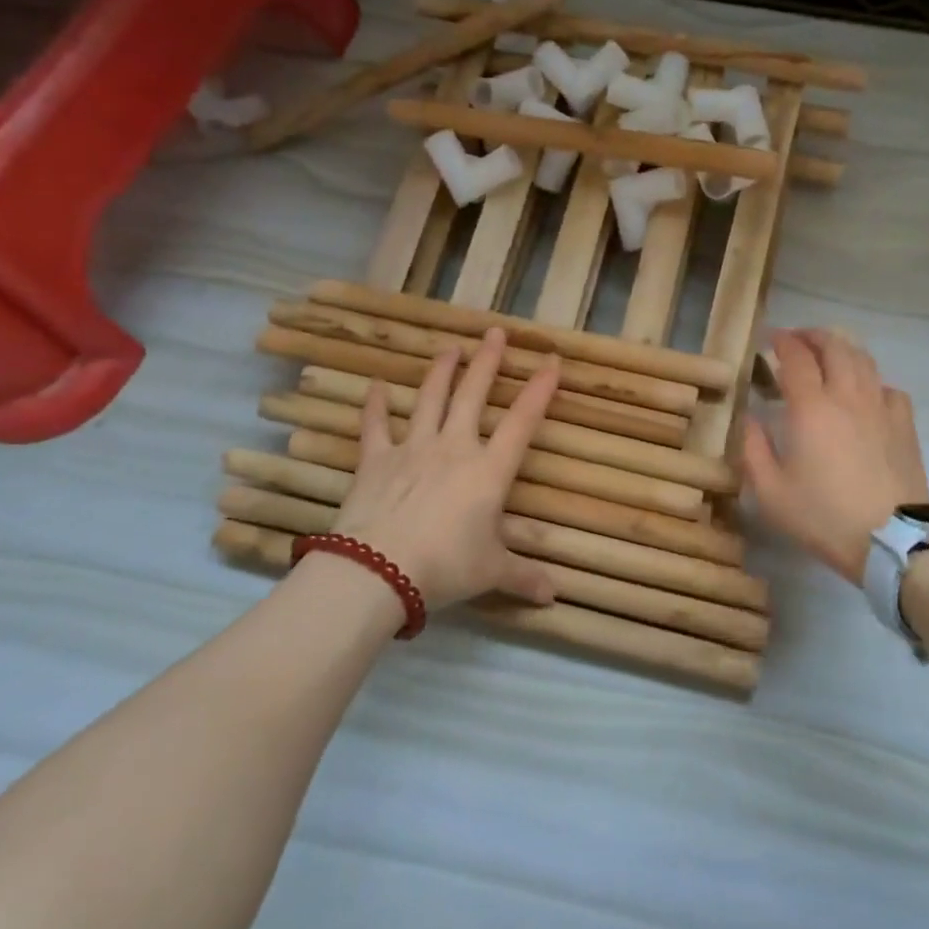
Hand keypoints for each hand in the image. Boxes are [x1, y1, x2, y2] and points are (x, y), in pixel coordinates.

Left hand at [323, 327, 559, 611]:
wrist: (378, 570)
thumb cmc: (446, 566)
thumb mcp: (491, 572)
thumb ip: (523, 577)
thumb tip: (554, 596)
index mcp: (489, 470)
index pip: (522, 422)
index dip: (539, 390)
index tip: (550, 360)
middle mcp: (454, 447)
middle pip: (474, 395)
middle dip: (488, 362)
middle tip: (494, 331)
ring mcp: (412, 448)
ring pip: (430, 399)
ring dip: (441, 371)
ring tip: (450, 347)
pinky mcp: (376, 459)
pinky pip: (375, 425)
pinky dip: (375, 405)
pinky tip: (374, 385)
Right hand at [743, 329, 928, 582]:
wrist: (891, 540)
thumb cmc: (823, 516)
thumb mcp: (770, 492)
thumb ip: (753, 449)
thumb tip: (750, 418)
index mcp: (811, 408)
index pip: (795, 357)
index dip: (781, 341)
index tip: (769, 339)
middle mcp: (847, 396)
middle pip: (834, 346)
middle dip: (813, 335)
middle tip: (797, 339)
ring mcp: (880, 407)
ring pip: (863, 360)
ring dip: (842, 349)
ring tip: (828, 355)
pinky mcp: (904, 424)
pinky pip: (887, 387)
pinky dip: (871, 380)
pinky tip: (864, 393)